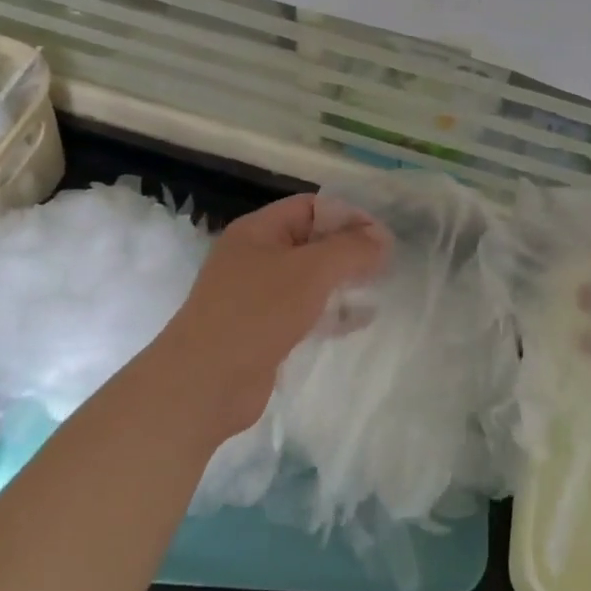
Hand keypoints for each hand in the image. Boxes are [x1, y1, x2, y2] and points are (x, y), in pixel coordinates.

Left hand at [161, 194, 389, 437]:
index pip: (311, 207)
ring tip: (379, 287)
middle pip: (311, 241)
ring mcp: (257, 297)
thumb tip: (383, 239)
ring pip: (309, 279)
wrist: (203, 384)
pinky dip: (332, 312)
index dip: (348, 215)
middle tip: (386, 263)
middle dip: (349, 249)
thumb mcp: (311, 271)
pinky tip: (360, 320)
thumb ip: (351, 250)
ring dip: (343, 281)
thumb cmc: (257, 313)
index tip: (383, 236)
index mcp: (258, 231)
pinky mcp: (263, 331)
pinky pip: (305, 312)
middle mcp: (255, 257)